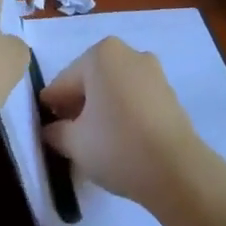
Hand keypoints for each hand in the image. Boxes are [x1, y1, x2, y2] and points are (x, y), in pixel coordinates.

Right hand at [39, 37, 202, 205]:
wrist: (178, 172)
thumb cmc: (117, 146)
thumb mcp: (74, 142)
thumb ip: (55, 131)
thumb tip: (51, 130)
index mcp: (100, 54)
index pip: (63, 82)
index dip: (52, 107)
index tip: (46, 129)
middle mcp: (128, 53)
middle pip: (90, 81)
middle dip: (78, 105)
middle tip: (68, 136)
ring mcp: (153, 72)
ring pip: (114, 89)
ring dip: (101, 109)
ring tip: (95, 142)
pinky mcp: (170, 94)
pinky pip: (135, 99)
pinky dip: (123, 113)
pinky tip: (120, 140)